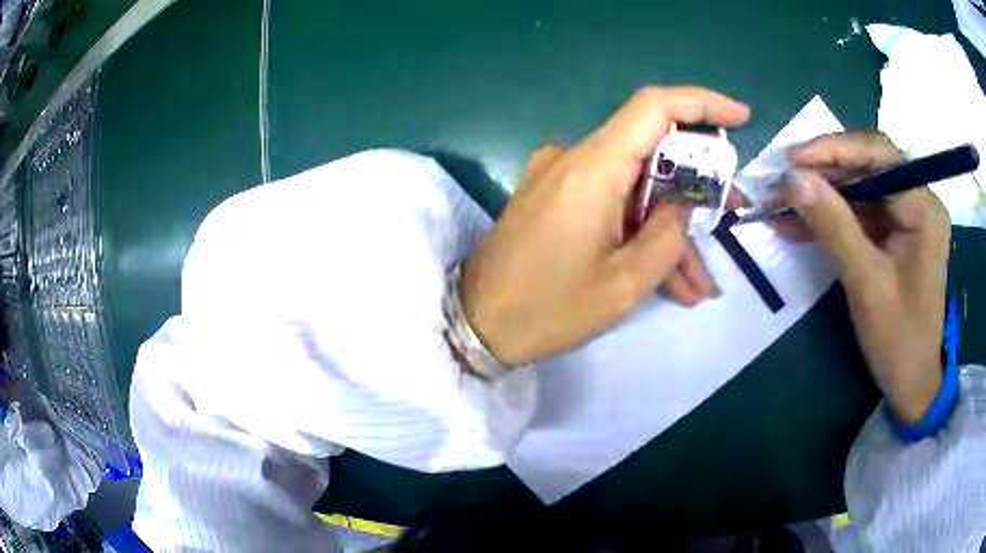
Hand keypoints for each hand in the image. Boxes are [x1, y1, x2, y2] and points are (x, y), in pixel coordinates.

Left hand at [459, 87, 749, 364]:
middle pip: (652, 154)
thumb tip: (684, 202)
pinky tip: (669, 282)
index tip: (740, 118)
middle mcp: (576, 159)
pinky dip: (639, 234)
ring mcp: (562, 179)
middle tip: (731, 217)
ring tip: (700, 285)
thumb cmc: (549, 310)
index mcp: (593, 167)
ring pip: (635, 190)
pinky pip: (611, 206)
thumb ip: (669, 233)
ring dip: (669, 232)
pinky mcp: (555, 200)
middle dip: (696, 189)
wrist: (476, 325)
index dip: (701, 104)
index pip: (654, 107)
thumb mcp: (626, 282)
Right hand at [781, 132, 949, 423]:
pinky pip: (859, 213)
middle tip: (784, 178)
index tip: (792, 160)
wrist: (910, 384)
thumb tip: (792, 178)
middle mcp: (918, 201)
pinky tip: (798, 222)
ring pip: (860, 187)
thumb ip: (834, 226)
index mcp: (923, 207)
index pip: (878, 155)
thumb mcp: (867, 284)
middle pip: (868, 165)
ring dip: (822, 193)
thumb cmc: (899, 339)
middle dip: (825, 170)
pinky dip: (830, 217)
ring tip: (782, 200)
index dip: (833, 150)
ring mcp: (906, 217)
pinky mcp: (894, 235)